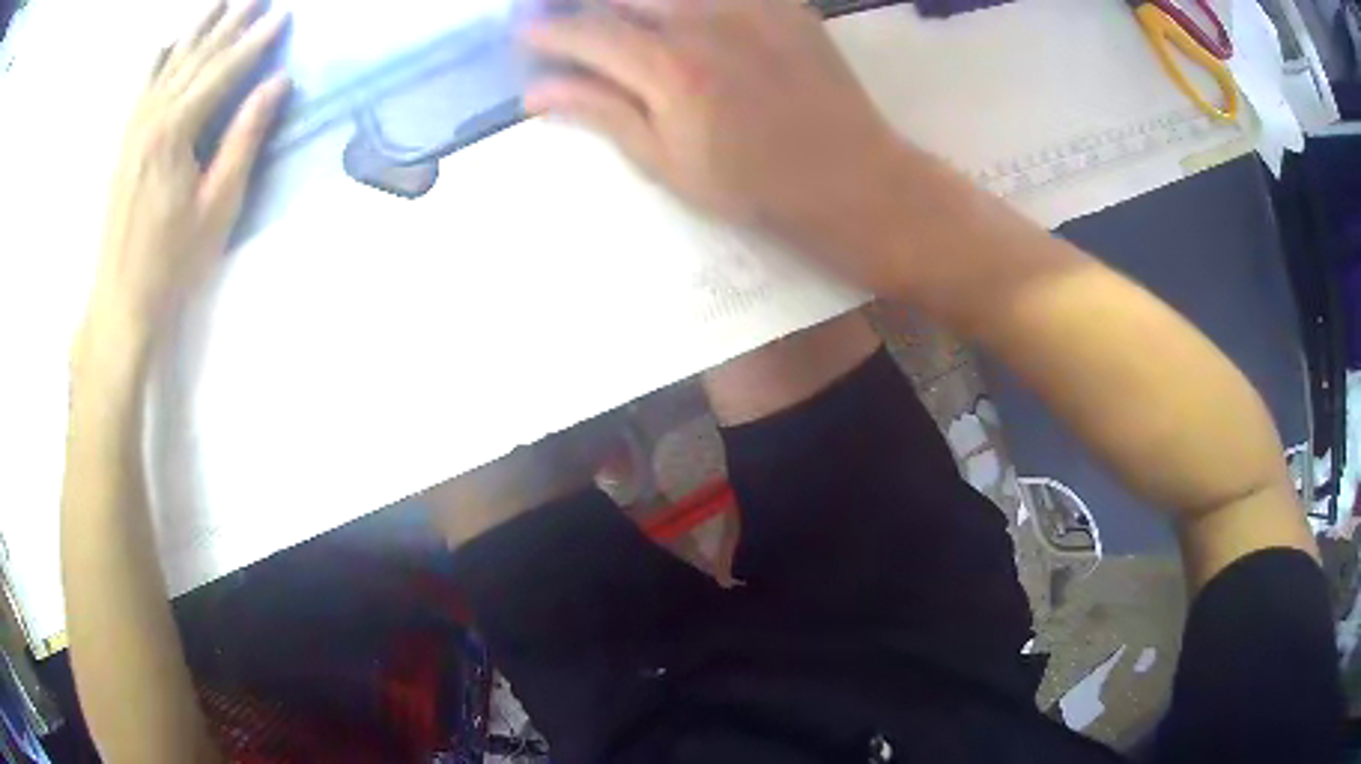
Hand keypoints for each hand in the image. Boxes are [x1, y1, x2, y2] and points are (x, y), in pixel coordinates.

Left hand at [80, 0, 289, 370]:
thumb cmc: (173, 261)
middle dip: (228, 24)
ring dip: (196, 31)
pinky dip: (156, 61)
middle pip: (195, 58)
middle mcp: (152, 118)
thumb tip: (276, 83)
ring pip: (168, 64)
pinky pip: (141, 88)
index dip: (254, 42)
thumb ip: (244, 138)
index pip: (222, 71)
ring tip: (220, 4)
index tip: (282, 15)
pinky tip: (166, 44)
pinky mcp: (124, 143)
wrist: (121, 300)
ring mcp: (133, 129)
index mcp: (176, 132)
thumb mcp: (218, 205)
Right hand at [524, 0, 916, 287]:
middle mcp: (704, 21)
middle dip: (584, 4)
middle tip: (570, 20)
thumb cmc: (754, 187)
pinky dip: (686, 2)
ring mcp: (748, 6)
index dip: (548, 32)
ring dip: (634, 2)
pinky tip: (677, 17)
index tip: (524, 34)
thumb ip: (603, 114)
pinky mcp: (781, 3)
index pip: (587, 33)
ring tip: (624, 21)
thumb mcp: (667, 164)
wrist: (850, 178)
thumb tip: (536, 93)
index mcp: (670, 69)